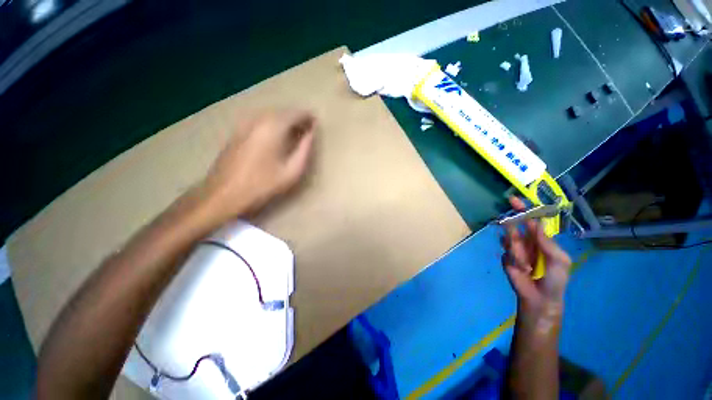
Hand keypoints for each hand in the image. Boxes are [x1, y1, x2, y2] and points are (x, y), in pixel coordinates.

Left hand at [203, 109, 315, 219]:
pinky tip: (276, 137)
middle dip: (297, 118)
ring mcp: (244, 124)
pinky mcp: (237, 131)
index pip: (295, 113)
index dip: (308, 116)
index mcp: (273, 127)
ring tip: (295, 133)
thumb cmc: (263, 184)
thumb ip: (305, 149)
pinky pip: (260, 120)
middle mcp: (258, 119)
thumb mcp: (292, 170)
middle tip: (307, 130)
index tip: (316, 123)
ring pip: (270, 115)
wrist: (224, 193)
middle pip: (282, 111)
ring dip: (284, 121)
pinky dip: (272, 124)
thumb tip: (312, 133)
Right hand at [501, 197, 571, 313]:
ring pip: (509, 239)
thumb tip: (536, 224)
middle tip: (516, 236)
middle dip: (513, 226)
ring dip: (518, 252)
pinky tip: (521, 268)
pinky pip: (505, 251)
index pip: (531, 219)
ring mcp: (514, 248)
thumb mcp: (559, 261)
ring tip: (527, 266)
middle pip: (515, 225)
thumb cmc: (555, 279)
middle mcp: (526, 240)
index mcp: (541, 239)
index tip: (513, 200)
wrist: (540, 298)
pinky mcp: (505, 256)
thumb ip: (548, 243)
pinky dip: (513, 259)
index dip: (524, 209)